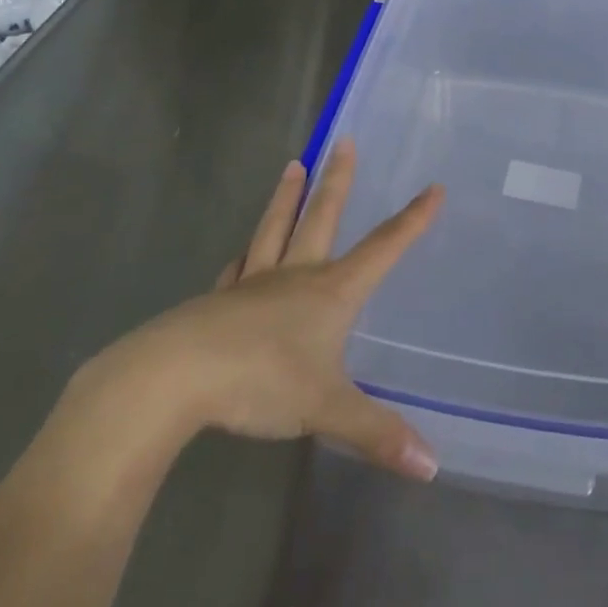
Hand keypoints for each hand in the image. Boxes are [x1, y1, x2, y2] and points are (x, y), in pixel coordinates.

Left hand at [71, 141, 442, 485]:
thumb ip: (376, 433)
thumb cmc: (260, 381)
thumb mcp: (326, 409)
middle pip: (321, 217)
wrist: (174, 378)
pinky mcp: (218, 302)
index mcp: (329, 292)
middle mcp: (294, 276)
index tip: (433, 187)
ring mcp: (252, 284)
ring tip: (292, 165)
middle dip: (338, 181)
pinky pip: (237, 268)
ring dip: (286, 198)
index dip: (411, 221)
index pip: (382, 249)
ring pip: (275, 229)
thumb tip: (432, 466)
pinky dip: (244, 255)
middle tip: (342, 141)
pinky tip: (240, 253)